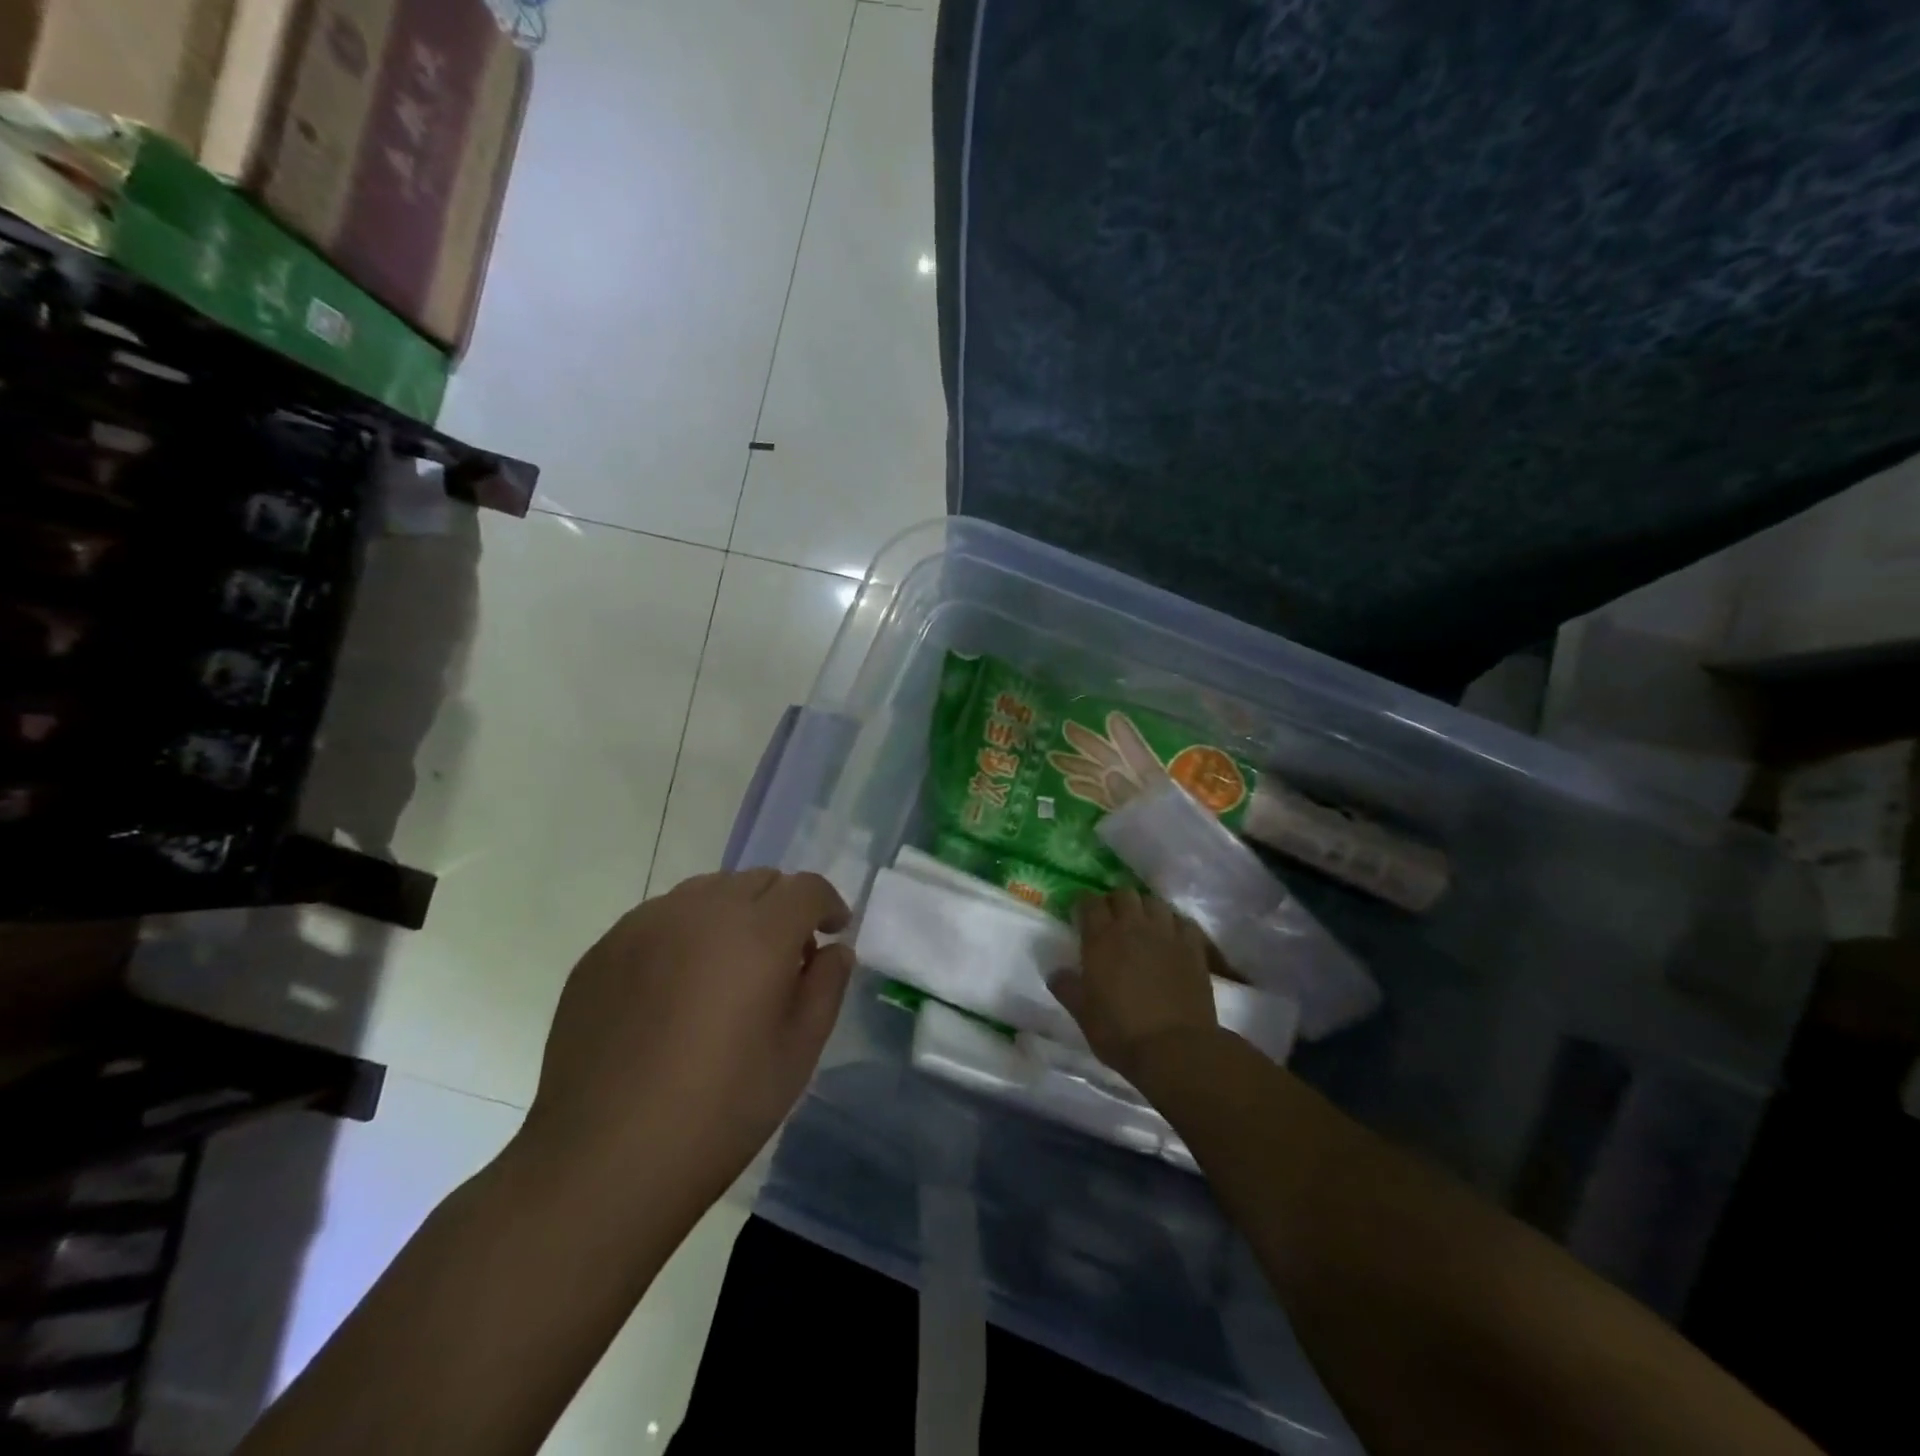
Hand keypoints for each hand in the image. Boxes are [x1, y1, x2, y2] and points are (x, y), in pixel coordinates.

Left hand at [517, 869, 852, 1209]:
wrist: (604, 1159)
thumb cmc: (721, 1109)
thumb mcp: (798, 1052)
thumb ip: (826, 986)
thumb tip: (833, 950)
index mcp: (758, 932)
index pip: (806, 888)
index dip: (827, 905)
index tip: (831, 932)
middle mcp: (701, 911)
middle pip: (756, 881)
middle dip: (781, 907)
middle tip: (783, 957)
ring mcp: (644, 925)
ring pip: (706, 893)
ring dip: (732, 915)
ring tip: (727, 969)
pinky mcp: (603, 949)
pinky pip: (659, 919)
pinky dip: (684, 934)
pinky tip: (674, 989)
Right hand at [1048, 889, 1219, 1082]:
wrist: (1176, 1049)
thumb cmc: (1121, 1032)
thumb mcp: (1083, 1014)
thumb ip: (1067, 988)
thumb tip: (1055, 972)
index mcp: (1101, 938)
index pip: (1089, 902)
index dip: (1084, 904)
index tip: (1081, 913)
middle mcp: (1133, 927)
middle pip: (1124, 894)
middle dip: (1115, 901)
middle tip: (1112, 919)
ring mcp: (1167, 934)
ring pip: (1154, 902)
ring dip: (1145, 908)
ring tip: (1143, 924)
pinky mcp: (1194, 948)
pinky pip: (1183, 921)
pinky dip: (1174, 924)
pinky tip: (1172, 937)